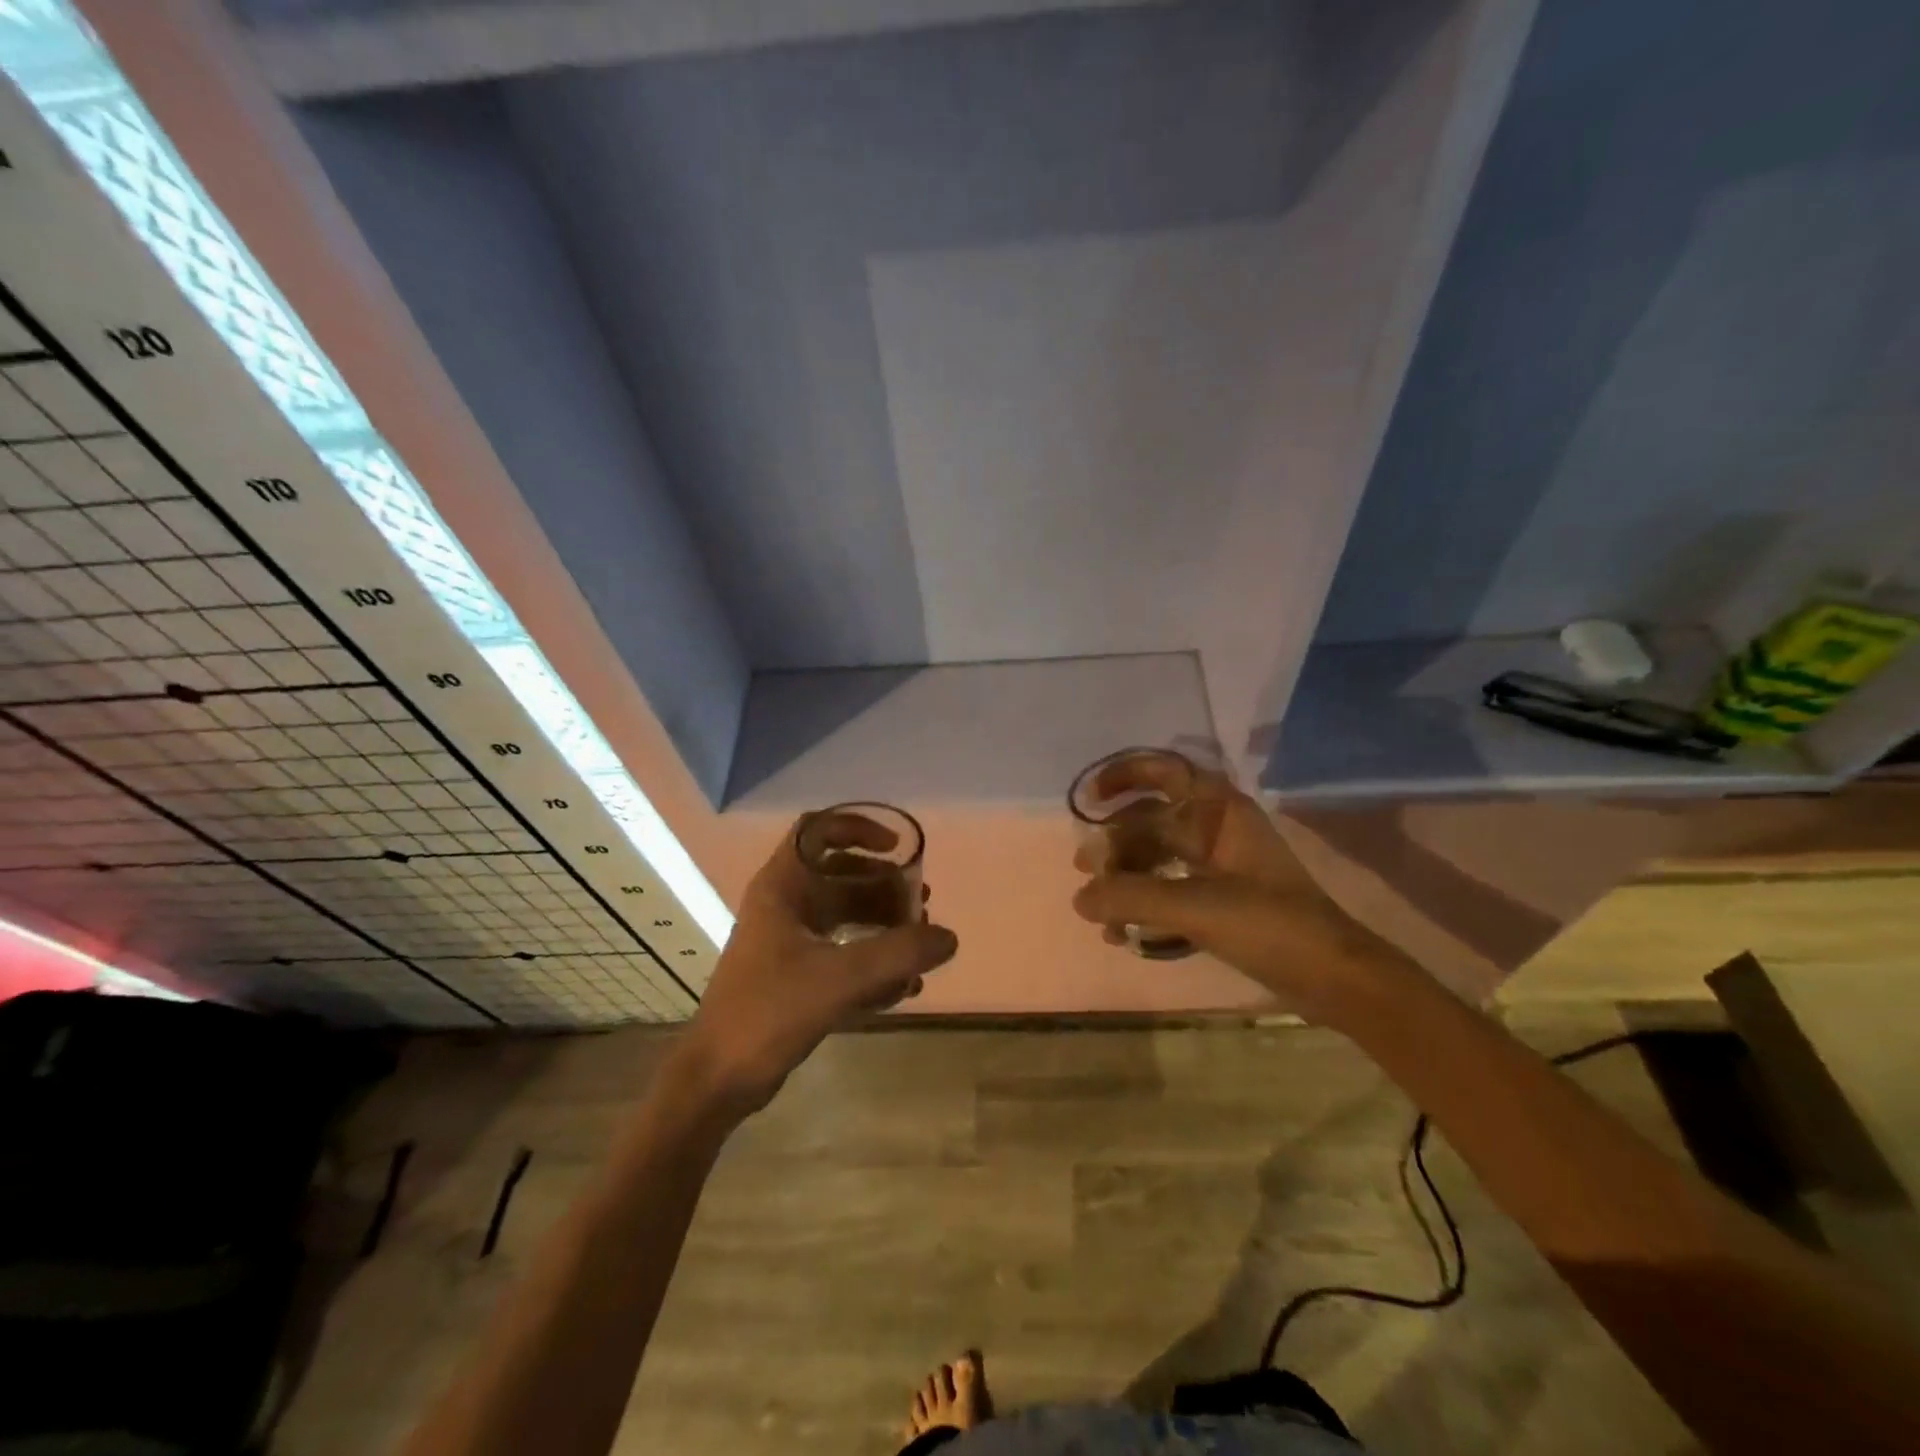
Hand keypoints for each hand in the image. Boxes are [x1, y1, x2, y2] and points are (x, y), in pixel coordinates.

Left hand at [676, 816, 958, 1115]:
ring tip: (920, 945)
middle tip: (921, 904)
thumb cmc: (768, 1013)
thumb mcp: (838, 979)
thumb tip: (949, 937)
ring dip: (883, 924)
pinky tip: (903, 987)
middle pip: (841, 875)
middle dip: (884, 887)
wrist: (717, 1079)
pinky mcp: (794, 975)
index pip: (818, 830)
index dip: (859, 828)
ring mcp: (788, 941)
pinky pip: (842, 952)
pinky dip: (872, 960)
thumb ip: (898, 955)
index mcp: (782, 887)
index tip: (896, 848)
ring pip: (845, 915)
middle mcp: (784, 905)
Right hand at [1071, 762, 1394, 1022]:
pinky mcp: (1222, 898)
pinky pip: (1170, 888)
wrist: (1334, 977)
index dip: (1123, 775)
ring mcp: (1220, 864)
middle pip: (1152, 819)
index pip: (1164, 771)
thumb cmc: (1270, 925)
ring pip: (1158, 856)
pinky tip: (1124, 933)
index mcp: (1219, 811)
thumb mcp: (1195, 907)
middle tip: (1085, 869)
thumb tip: (1080, 898)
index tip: (1089, 799)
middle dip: (1116, 842)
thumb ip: (1131, 898)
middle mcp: (1217, 828)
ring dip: (1126, 878)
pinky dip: (1145, 904)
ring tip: (1100, 912)